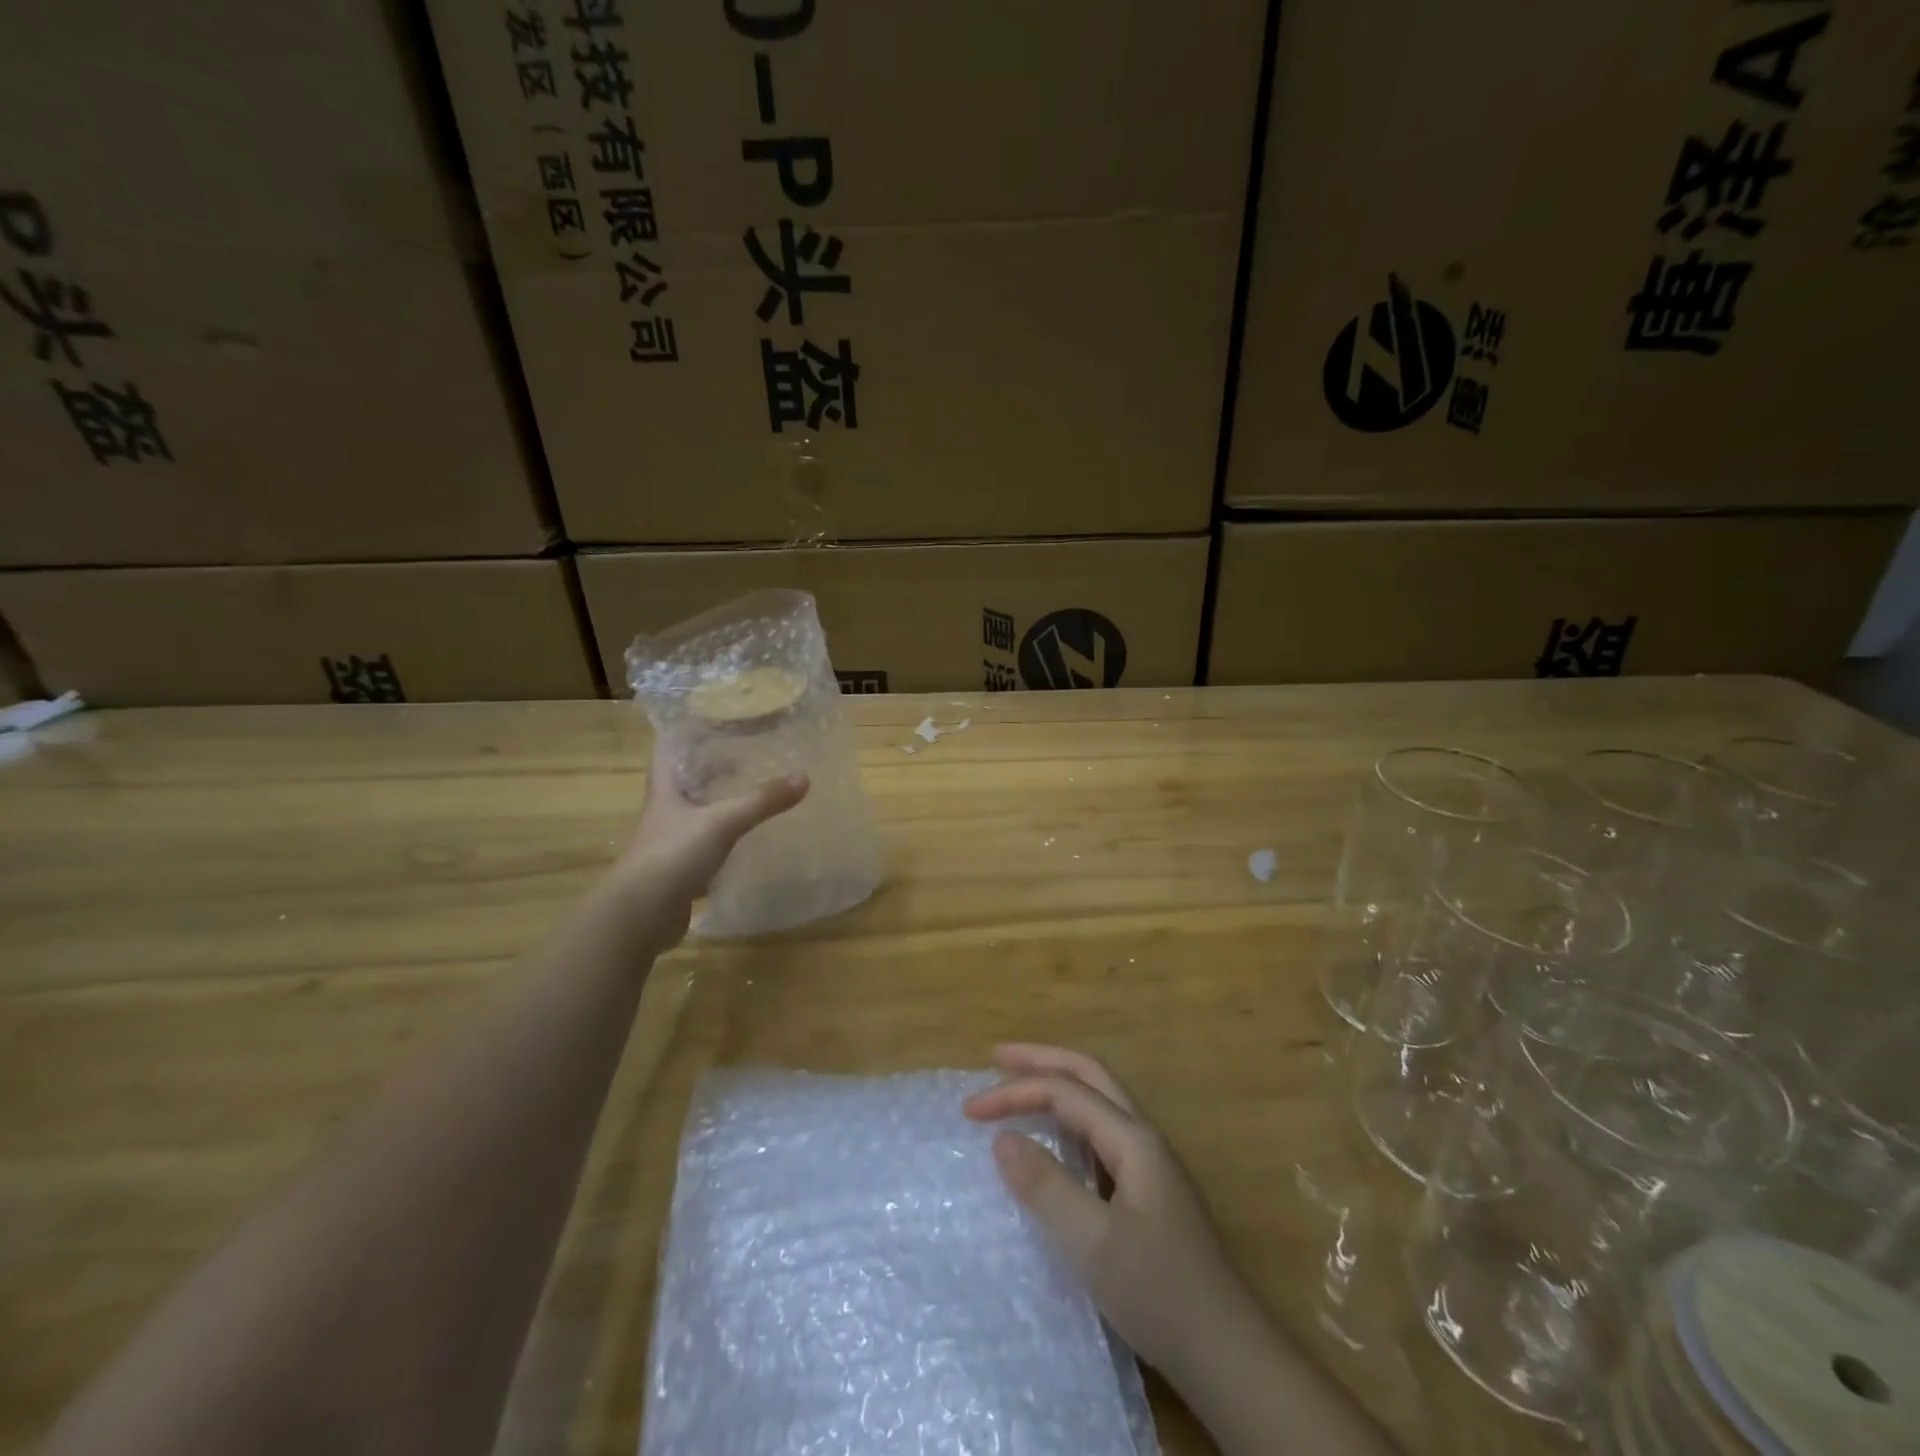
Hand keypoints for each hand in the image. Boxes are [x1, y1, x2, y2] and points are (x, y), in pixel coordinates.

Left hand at [610, 735, 808, 938]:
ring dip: (718, 808)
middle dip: (710, 770)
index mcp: (665, 793)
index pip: (667, 752)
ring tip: (751, 796)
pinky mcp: (679, 876)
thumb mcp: (722, 822)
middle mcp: (664, 815)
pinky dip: (724, 847)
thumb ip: (761, 801)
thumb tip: (804, 776)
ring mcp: (669, 848)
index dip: (683, 735)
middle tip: (744, 756)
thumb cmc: (672, 855)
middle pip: (686, 784)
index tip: (709, 722)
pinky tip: (746, 845)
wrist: (639, 917)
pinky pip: (705, 853)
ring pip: (697, 819)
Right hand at [962, 1045, 1258, 1387]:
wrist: (1226, 1353)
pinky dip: (1070, 1115)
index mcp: (1133, 1139)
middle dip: (1042, 1060)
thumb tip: (1002, 1138)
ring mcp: (1150, 1162)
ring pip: (1099, 1098)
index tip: (969, 1112)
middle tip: (996, 1057)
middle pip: (1090, 1074)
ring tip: (1020, 1082)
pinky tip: (1055, 1135)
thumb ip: (1046, 1186)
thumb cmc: (1158, 1293)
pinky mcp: (1149, 1188)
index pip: (1066, 1092)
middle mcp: (1143, 1137)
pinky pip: (1102, 1129)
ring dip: (1058, 1081)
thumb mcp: (1092, 1244)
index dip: (1015, 1092)